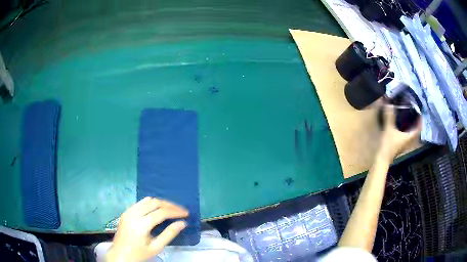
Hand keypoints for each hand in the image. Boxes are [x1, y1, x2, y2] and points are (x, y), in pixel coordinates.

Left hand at [106, 197, 188, 261]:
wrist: (120, 255)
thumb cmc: (139, 254)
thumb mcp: (156, 248)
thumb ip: (169, 234)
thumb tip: (182, 223)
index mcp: (141, 224)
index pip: (161, 212)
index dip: (175, 211)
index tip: (186, 213)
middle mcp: (134, 214)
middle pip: (155, 202)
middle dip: (170, 205)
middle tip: (181, 210)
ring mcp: (128, 211)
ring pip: (147, 200)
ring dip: (161, 203)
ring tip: (171, 209)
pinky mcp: (126, 212)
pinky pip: (140, 203)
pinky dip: (151, 203)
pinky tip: (157, 209)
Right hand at [378, 105, 421, 161]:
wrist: (381, 159)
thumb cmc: (388, 145)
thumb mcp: (389, 129)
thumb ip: (390, 116)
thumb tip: (389, 104)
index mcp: (409, 137)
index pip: (418, 129)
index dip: (420, 121)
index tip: (420, 113)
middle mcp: (409, 142)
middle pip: (415, 132)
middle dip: (416, 124)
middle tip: (415, 114)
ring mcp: (404, 145)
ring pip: (411, 135)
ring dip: (411, 127)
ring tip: (409, 118)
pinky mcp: (399, 146)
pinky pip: (406, 136)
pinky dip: (406, 131)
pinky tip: (402, 126)